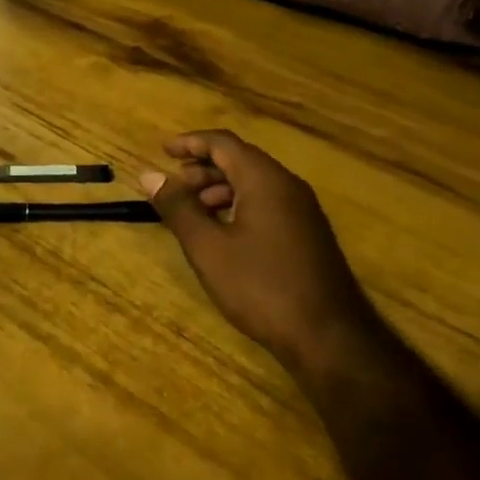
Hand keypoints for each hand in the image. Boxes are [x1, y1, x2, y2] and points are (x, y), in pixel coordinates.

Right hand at [140, 130, 372, 373]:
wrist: (329, 337)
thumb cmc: (262, 287)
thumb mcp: (209, 248)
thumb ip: (179, 208)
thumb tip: (150, 175)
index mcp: (265, 180)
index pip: (223, 143)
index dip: (190, 142)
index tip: (162, 151)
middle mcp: (288, 186)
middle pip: (240, 160)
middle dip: (203, 168)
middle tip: (173, 187)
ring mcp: (303, 211)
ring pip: (254, 183)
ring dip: (220, 188)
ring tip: (193, 211)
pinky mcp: (308, 234)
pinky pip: (268, 203)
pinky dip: (239, 205)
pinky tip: (223, 233)